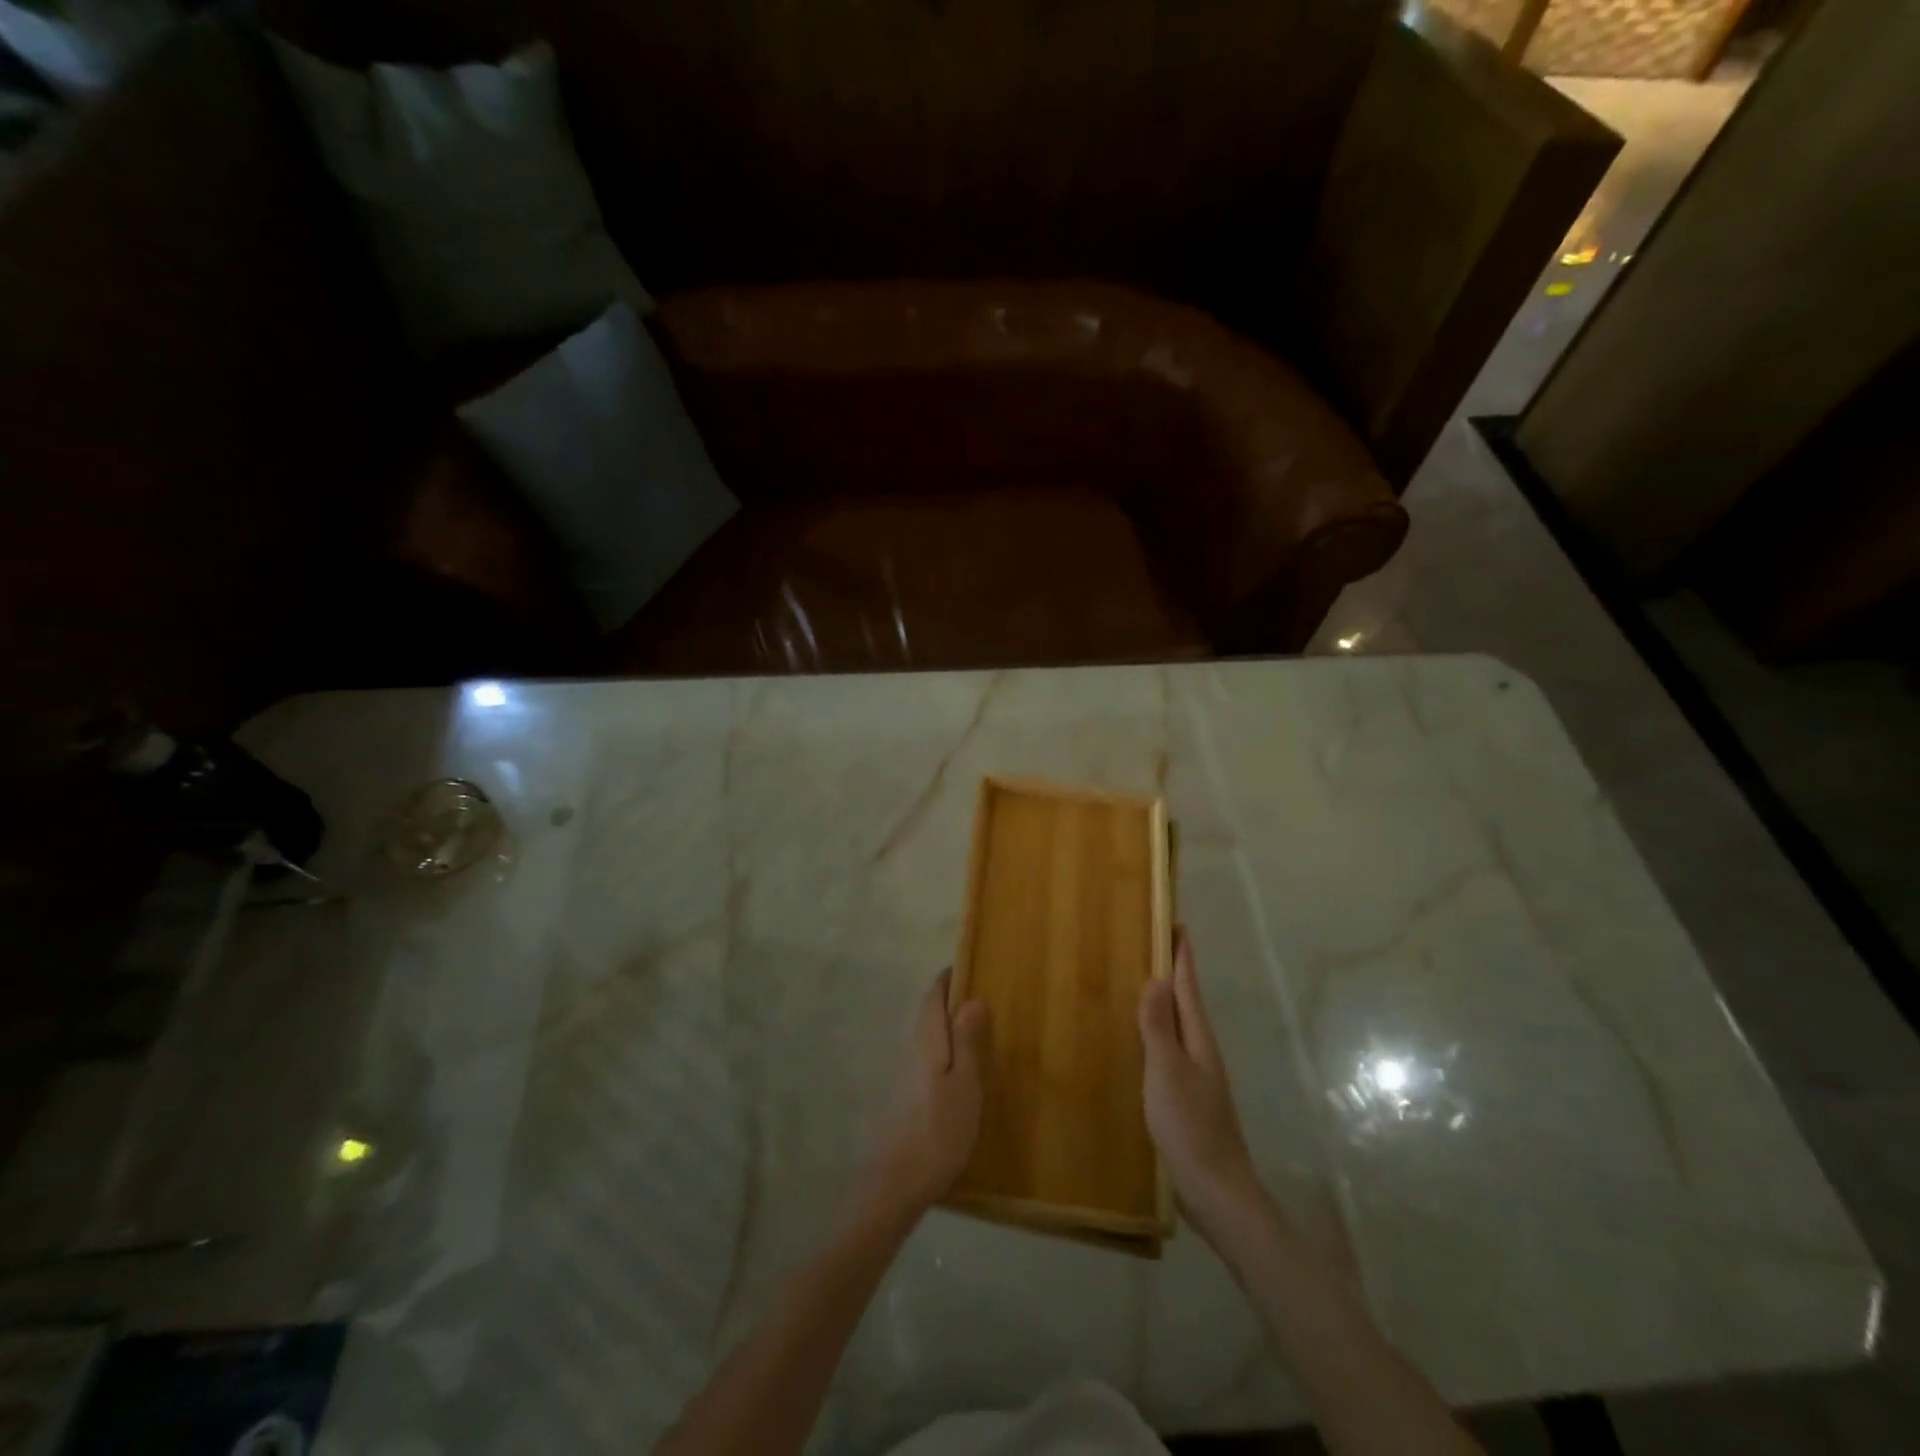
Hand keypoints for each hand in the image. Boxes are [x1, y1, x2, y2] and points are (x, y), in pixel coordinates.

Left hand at [859, 969, 990, 1219]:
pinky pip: (927, 1058)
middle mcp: (911, 1049)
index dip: (949, 979)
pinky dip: (944, 1051)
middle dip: (950, 1000)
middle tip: (982, 997)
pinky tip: (960, 1070)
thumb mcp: (964, 1084)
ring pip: (927, 1036)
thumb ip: (966, 1040)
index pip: (933, 995)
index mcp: (926, 1039)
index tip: (970, 967)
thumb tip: (972, 998)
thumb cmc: (938, 1129)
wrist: (896, 1184)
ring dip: (947, 1027)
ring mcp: (905, 1074)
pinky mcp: (905, 1096)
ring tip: (977, 1030)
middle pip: (928, 1013)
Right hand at [1140, 928, 1260, 1238]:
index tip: (1174, 920)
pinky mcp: (1186, 1096)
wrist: (1216, 1190)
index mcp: (1198, 1038)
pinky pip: (1168, 1049)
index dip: (1181, 953)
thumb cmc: (1191, 1126)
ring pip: (1177, 1025)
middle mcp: (1200, 1049)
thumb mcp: (1168, 1071)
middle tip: (1145, 942)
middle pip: (1185, 1000)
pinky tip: (1136, 1040)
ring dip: (1161, 1001)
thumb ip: (1159, 1026)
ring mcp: (1196, 1074)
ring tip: (1135, 982)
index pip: (1189, 984)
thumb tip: (1156, 977)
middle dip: (1170, 970)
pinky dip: (1155, 1031)